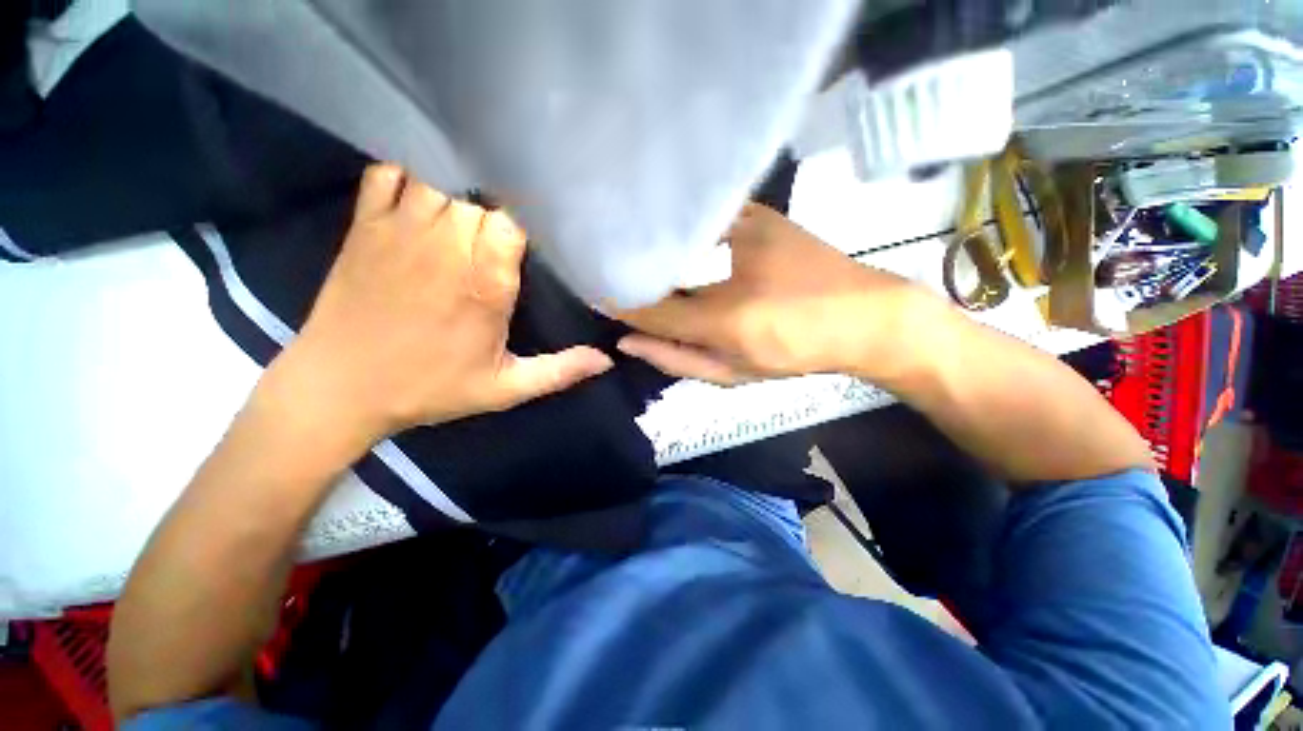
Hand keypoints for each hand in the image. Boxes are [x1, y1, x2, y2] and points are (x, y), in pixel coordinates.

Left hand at [267, 164, 612, 445]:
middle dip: (498, 204)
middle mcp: (447, 246)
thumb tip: (606, 361)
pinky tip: (425, 189)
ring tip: (472, 203)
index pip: (513, 220)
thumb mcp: (505, 389)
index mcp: (486, 283)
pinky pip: (389, 173)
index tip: (535, 232)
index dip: (526, 219)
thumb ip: (560, 371)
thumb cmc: (429, 387)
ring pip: (441, 178)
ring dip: (460, 186)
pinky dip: (410, 172)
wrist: (341, 387)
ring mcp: (401, 229)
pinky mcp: (365, 226)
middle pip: (481, 194)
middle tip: (507, 223)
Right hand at [616, 203, 933, 384]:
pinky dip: (678, 221)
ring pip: (675, 231)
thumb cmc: (798, 350)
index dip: (616, 300)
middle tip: (602, 264)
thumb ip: (678, 360)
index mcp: (726, 317)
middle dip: (626, 263)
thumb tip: (628, 341)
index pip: (649, 307)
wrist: (867, 316)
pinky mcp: (756, 211)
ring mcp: (743, 227)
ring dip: (649, 237)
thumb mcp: (735, 372)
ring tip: (628, 243)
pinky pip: (701, 215)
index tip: (592, 292)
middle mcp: (728, 266)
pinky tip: (666, 224)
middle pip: (656, 261)